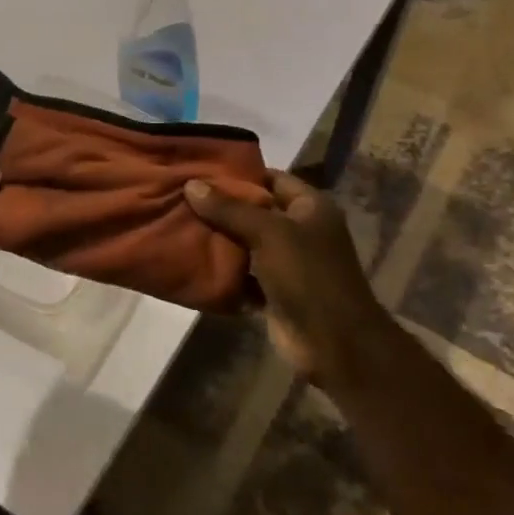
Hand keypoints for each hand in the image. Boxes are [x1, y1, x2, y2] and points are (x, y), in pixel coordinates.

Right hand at [184, 170, 385, 379]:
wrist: (334, 344)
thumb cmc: (308, 276)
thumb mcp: (269, 233)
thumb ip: (230, 209)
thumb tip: (191, 184)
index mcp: (310, 207)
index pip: (270, 178)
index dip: (239, 174)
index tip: (200, 171)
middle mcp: (300, 230)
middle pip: (254, 211)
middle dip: (220, 207)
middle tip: (180, 197)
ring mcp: (287, 263)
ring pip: (246, 244)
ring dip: (218, 239)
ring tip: (179, 224)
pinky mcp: (274, 292)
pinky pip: (243, 275)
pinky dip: (223, 272)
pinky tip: (191, 262)